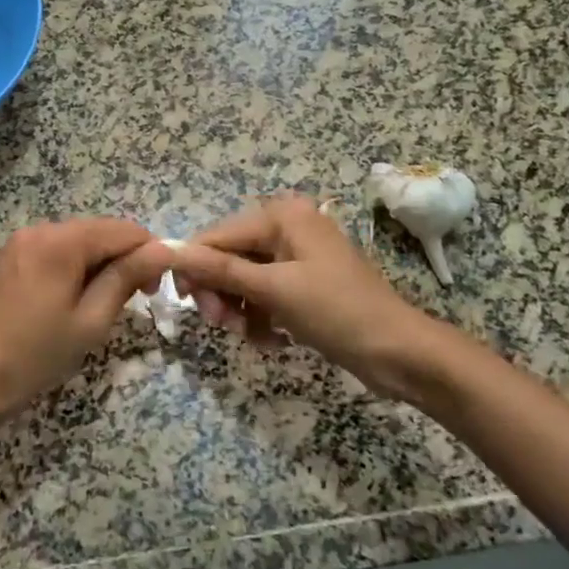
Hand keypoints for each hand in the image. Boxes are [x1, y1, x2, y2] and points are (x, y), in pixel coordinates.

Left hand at [0, 218, 176, 431]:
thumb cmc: (34, 356)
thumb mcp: (90, 320)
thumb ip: (127, 278)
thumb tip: (163, 250)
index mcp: (62, 241)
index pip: (124, 230)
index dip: (150, 254)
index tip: (157, 291)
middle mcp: (40, 229)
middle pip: (100, 232)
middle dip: (125, 260)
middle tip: (135, 303)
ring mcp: (21, 243)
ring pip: (79, 243)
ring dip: (100, 267)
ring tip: (103, 308)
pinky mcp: (10, 260)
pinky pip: (56, 253)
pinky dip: (75, 270)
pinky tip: (74, 303)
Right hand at [172, 195, 433, 396]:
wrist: (399, 352)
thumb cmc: (337, 312)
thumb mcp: (274, 289)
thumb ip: (220, 269)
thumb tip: (169, 250)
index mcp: (282, 216)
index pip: (216, 236)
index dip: (194, 268)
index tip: (184, 304)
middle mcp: (287, 228)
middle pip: (229, 257)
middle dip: (221, 292)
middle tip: (221, 325)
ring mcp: (297, 257)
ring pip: (244, 280)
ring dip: (240, 310)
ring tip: (251, 337)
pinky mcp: (304, 284)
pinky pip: (265, 295)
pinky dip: (261, 317)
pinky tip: (272, 341)